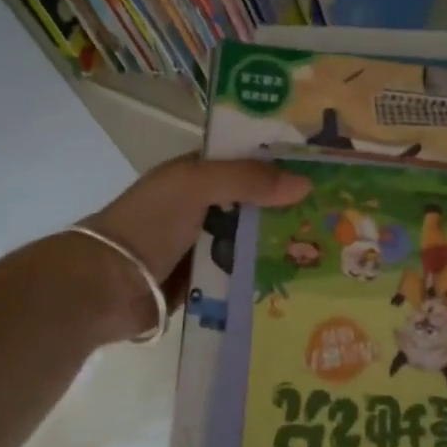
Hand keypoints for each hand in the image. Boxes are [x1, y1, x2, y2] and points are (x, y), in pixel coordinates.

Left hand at [75, 157, 311, 341]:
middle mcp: (204, 206)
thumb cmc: (149, 223)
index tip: (325, 168)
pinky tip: (303, 279)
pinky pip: (245, 273)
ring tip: (334, 247)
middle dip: (291, 207)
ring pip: (254, 239)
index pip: (248, 160)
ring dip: (283, 243)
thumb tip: (306, 183)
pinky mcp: (208, 281)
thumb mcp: (196, 186)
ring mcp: (206, 245)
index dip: (282, 162)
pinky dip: (267, 274)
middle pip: (257, 202)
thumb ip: (247, 179)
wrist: (107, 286)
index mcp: (197, 174)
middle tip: (340, 212)